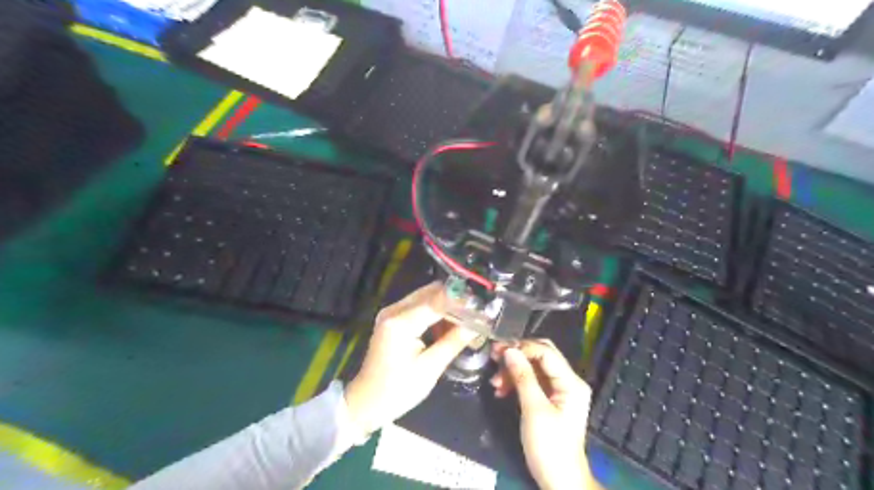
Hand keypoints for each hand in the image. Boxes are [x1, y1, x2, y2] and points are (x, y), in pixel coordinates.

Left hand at [343, 283, 476, 435]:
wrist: (366, 402)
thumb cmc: (397, 390)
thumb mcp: (430, 369)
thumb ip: (453, 342)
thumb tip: (478, 324)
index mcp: (400, 322)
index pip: (437, 300)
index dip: (461, 300)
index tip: (483, 305)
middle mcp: (394, 310)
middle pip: (431, 292)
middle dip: (456, 300)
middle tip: (478, 312)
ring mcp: (391, 312)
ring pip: (426, 297)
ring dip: (447, 306)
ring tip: (467, 321)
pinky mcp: (393, 318)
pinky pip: (419, 306)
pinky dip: (436, 312)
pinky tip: (448, 326)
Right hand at [492, 341, 594, 489]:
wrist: (559, 481)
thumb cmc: (549, 446)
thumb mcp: (534, 410)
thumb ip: (523, 377)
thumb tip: (509, 350)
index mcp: (571, 382)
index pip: (546, 352)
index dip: (522, 347)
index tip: (498, 351)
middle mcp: (568, 381)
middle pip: (541, 356)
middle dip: (517, 355)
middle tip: (494, 357)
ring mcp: (560, 390)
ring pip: (534, 368)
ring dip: (513, 370)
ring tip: (494, 382)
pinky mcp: (550, 400)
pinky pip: (532, 381)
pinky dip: (516, 382)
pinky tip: (501, 390)